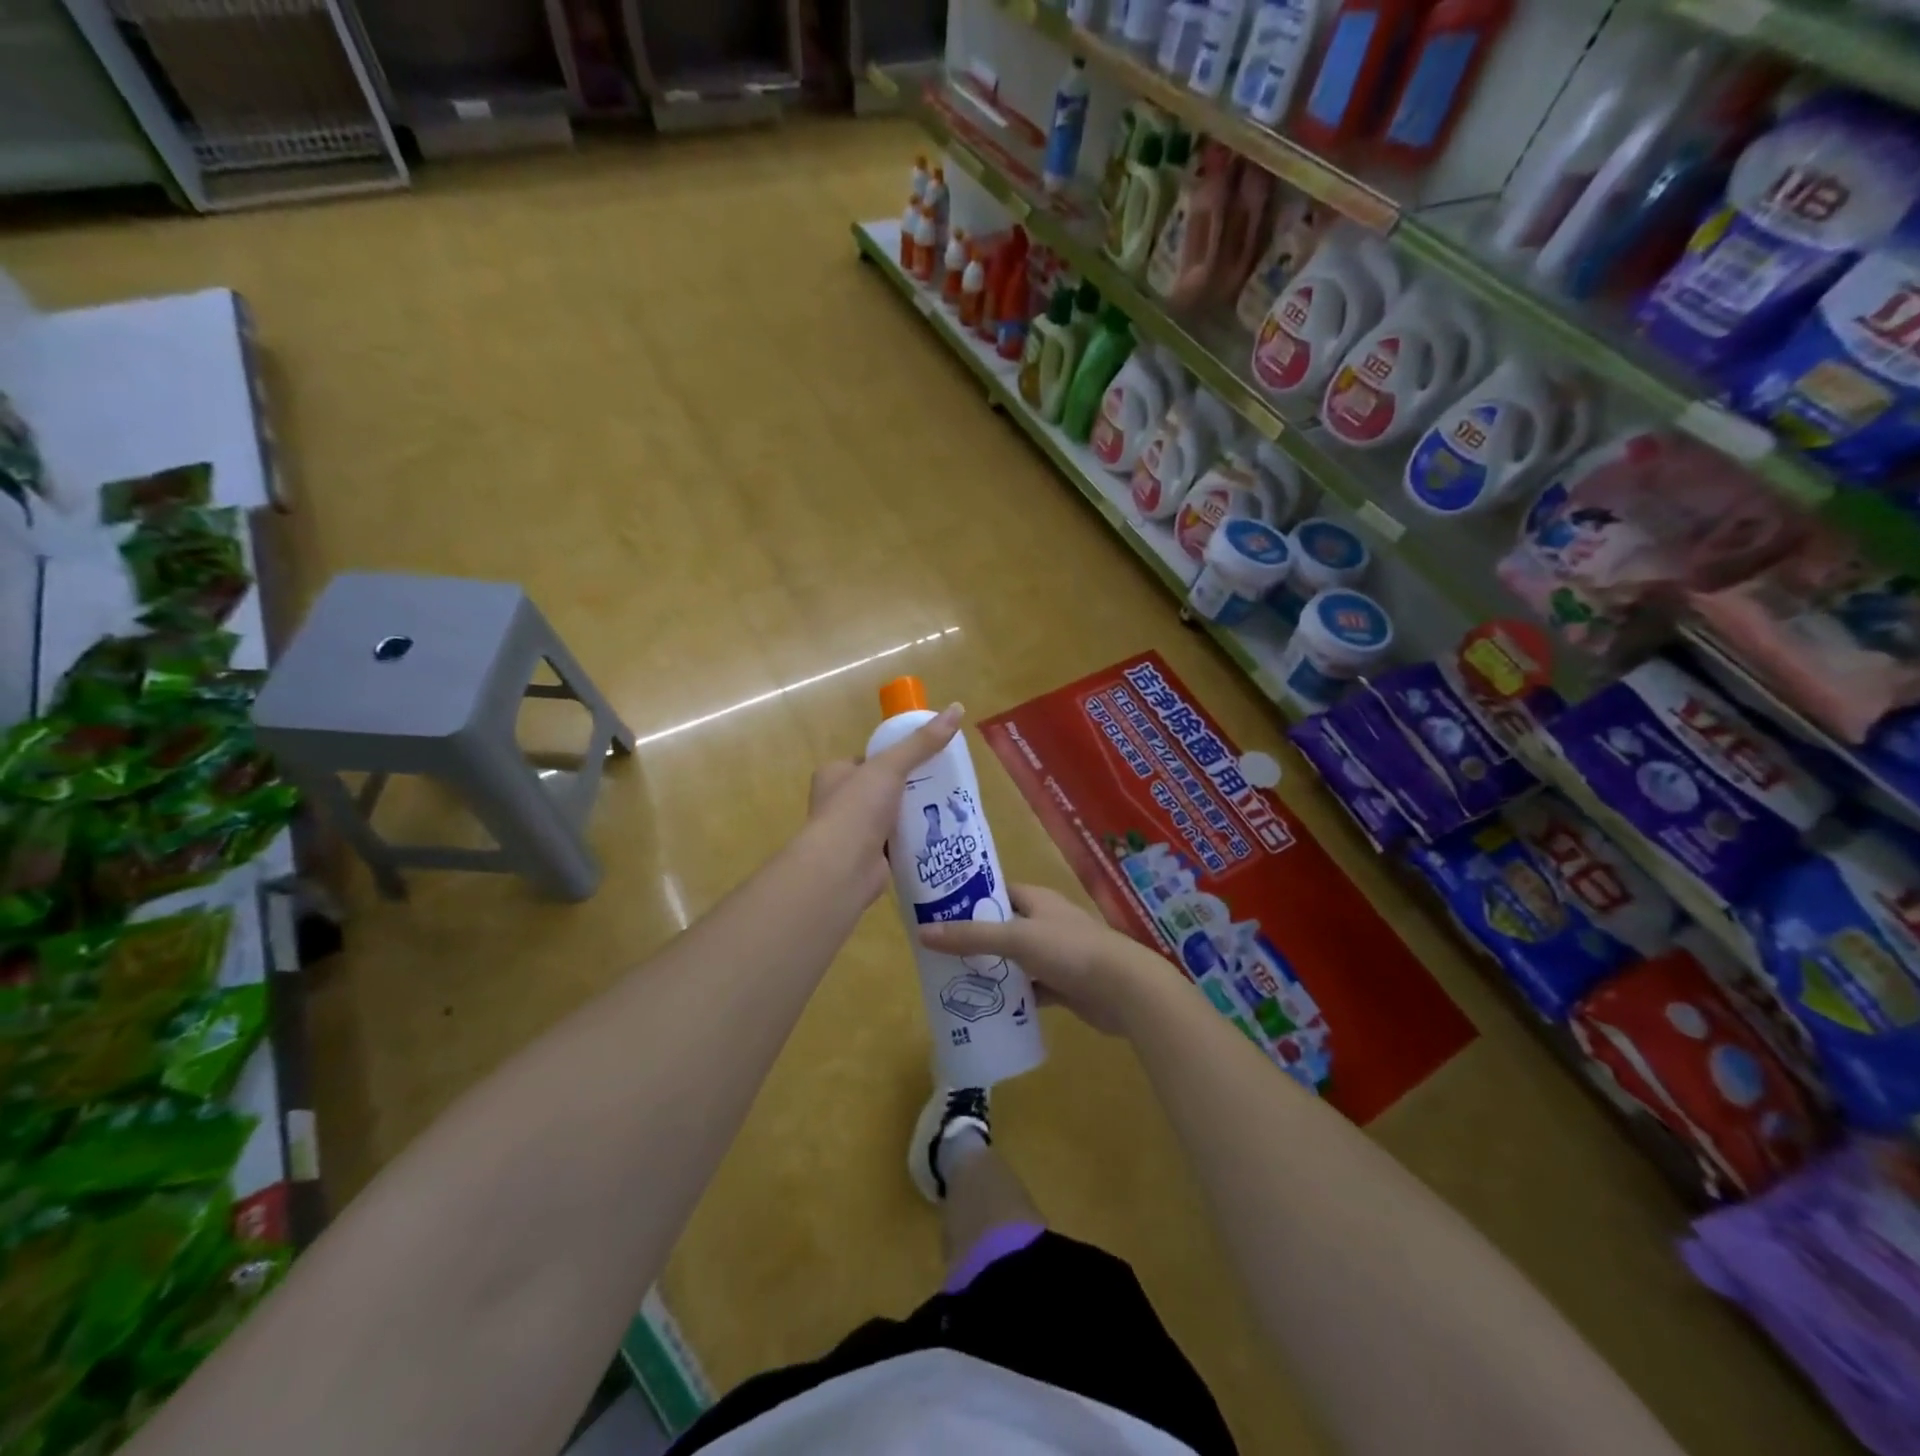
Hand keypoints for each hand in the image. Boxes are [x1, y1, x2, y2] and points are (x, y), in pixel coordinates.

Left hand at [806, 703, 963, 903]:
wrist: (841, 868)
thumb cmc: (857, 809)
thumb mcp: (890, 766)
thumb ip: (922, 742)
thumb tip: (957, 708)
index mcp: (834, 774)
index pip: (867, 760)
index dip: (894, 758)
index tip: (924, 759)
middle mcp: (838, 802)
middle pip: (881, 789)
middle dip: (908, 789)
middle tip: (942, 785)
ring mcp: (851, 833)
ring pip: (890, 817)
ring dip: (912, 816)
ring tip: (946, 809)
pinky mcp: (867, 859)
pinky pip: (896, 844)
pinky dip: (913, 841)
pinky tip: (937, 837)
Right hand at [919, 884, 1153, 1034]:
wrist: (1124, 990)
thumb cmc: (1070, 951)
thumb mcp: (1016, 938)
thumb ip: (972, 936)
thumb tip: (923, 933)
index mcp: (1037, 900)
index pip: (997, 892)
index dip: (969, 898)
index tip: (938, 910)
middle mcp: (1046, 923)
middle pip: (1003, 926)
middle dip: (975, 938)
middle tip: (938, 952)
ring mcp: (1056, 955)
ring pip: (1015, 959)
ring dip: (992, 969)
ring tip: (954, 980)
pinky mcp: (1064, 985)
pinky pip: (1030, 988)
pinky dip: (1012, 996)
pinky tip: (988, 1007)